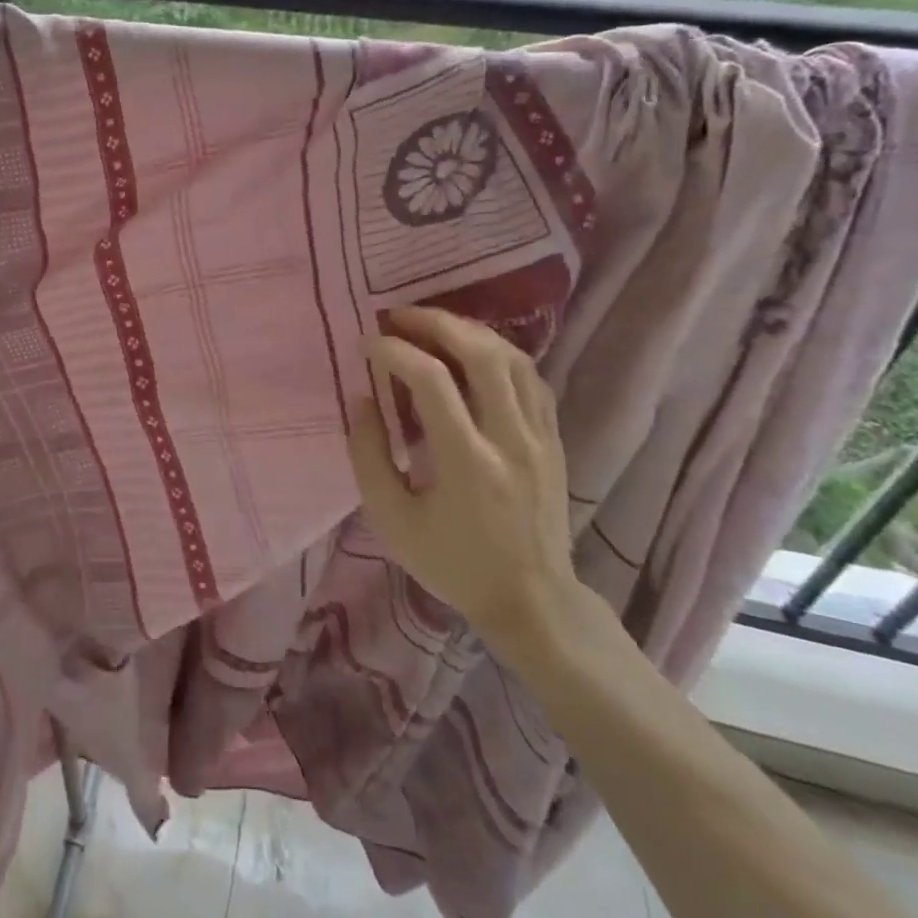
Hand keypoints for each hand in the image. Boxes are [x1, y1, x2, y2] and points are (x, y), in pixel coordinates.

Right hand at [347, 307, 582, 661]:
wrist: (532, 600)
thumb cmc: (453, 564)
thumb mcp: (392, 521)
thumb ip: (369, 456)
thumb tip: (363, 398)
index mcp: (468, 462)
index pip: (432, 381)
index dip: (394, 351)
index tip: (366, 344)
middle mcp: (510, 438)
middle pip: (481, 353)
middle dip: (436, 323)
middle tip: (399, 316)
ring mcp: (540, 436)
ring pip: (513, 358)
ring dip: (469, 331)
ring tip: (432, 326)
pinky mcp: (554, 439)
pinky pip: (531, 377)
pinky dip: (499, 353)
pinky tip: (474, 352)